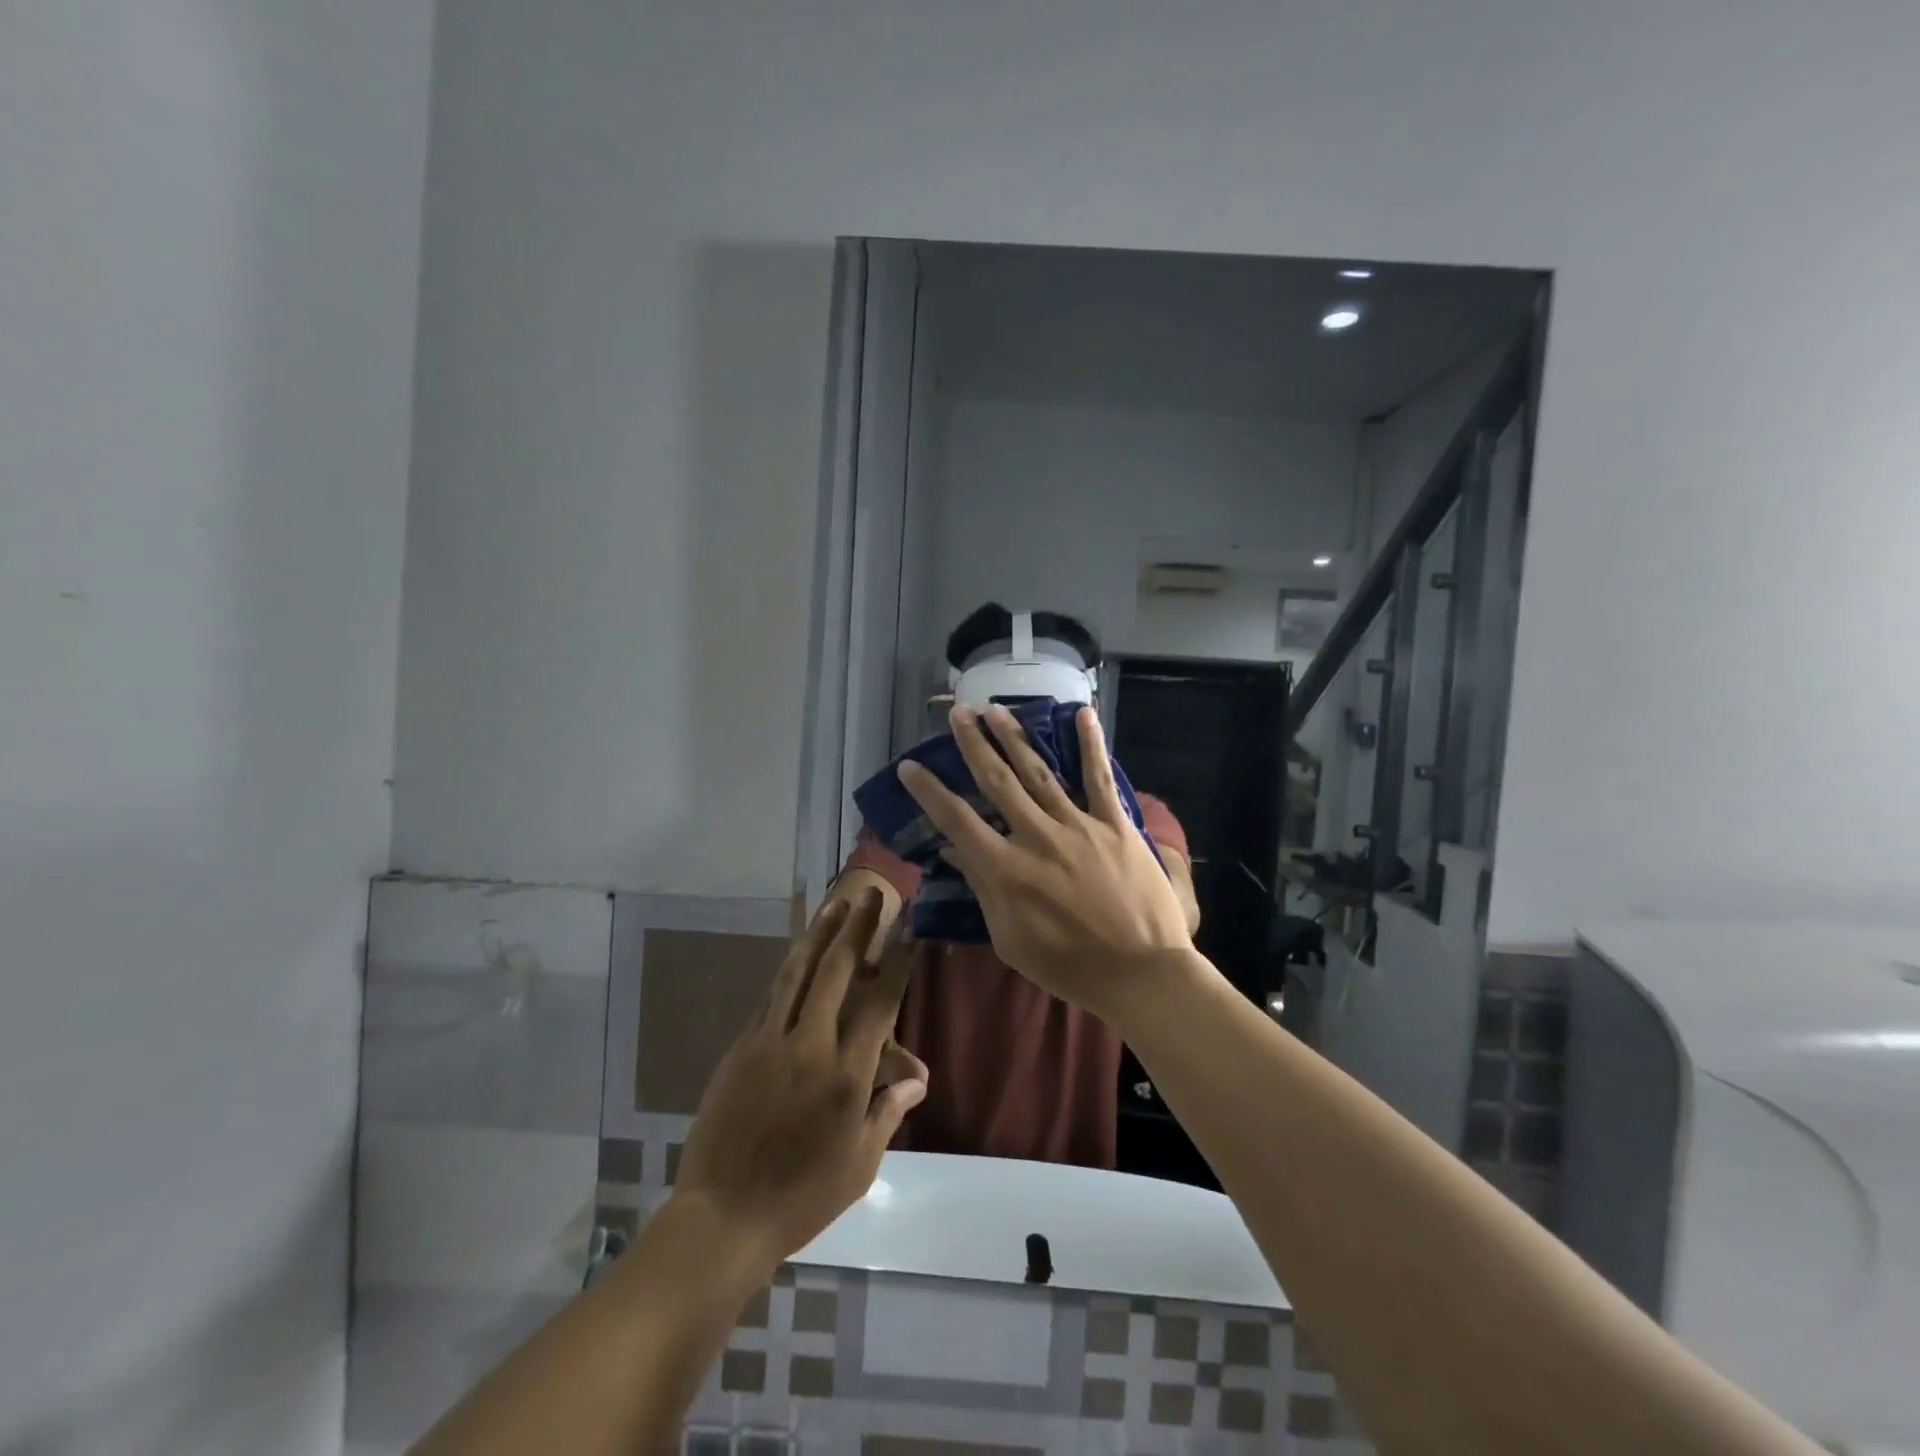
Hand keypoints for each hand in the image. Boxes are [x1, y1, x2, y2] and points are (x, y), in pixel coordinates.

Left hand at [671, 892, 929, 1269]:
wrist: (722, 1218)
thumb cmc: (802, 1198)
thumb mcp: (860, 1163)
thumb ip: (888, 1111)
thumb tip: (917, 1077)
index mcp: (847, 1076)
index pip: (880, 1004)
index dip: (897, 963)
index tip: (909, 930)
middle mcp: (810, 1046)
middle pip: (837, 972)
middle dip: (858, 929)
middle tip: (870, 895)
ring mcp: (770, 1042)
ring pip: (797, 973)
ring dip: (819, 935)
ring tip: (834, 906)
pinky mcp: (741, 1049)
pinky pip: (771, 998)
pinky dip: (790, 970)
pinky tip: (799, 955)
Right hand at [897, 704, 1195, 1017]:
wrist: (1140, 973)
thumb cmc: (1069, 966)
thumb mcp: (1010, 939)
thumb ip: (981, 889)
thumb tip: (951, 849)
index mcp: (1006, 870)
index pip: (957, 820)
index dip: (930, 791)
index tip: (909, 766)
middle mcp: (1037, 837)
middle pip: (997, 781)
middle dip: (974, 744)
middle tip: (958, 713)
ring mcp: (1078, 826)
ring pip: (1039, 772)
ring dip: (1014, 737)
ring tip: (995, 709)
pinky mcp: (1115, 824)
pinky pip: (1099, 778)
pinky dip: (1090, 744)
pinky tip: (1081, 713)